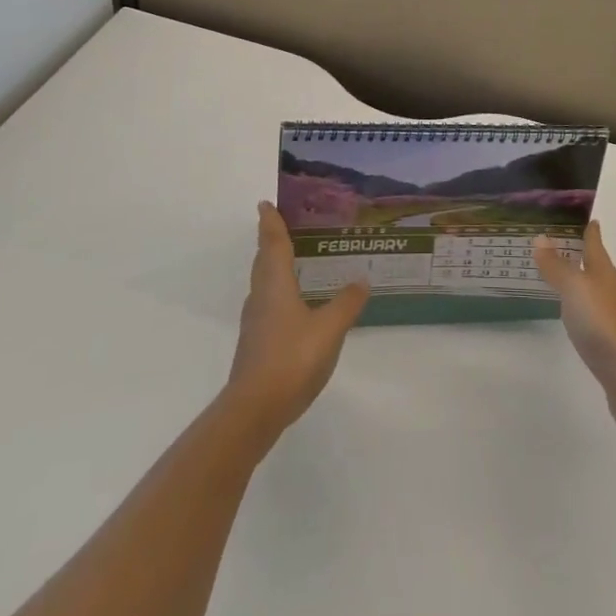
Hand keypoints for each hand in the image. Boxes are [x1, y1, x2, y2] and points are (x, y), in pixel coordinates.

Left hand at [224, 202, 369, 437]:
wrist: (254, 410)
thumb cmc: (291, 358)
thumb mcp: (329, 329)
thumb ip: (346, 303)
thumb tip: (361, 280)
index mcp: (275, 284)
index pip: (273, 244)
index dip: (271, 223)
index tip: (265, 204)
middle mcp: (261, 297)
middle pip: (263, 261)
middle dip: (271, 242)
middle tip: (283, 226)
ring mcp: (255, 323)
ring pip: (263, 284)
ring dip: (273, 267)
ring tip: (292, 261)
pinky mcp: (256, 344)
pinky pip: (267, 304)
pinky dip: (278, 293)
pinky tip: (293, 305)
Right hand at [534, 221, 615, 442]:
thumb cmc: (602, 321)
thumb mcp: (574, 288)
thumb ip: (557, 266)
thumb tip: (541, 238)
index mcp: (604, 272)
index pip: (596, 244)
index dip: (591, 230)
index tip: (589, 218)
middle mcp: (612, 291)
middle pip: (598, 267)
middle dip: (584, 256)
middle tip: (563, 244)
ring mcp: (614, 319)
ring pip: (595, 293)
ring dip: (582, 284)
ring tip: (563, 278)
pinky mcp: (611, 345)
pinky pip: (593, 318)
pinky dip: (582, 311)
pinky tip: (574, 317)